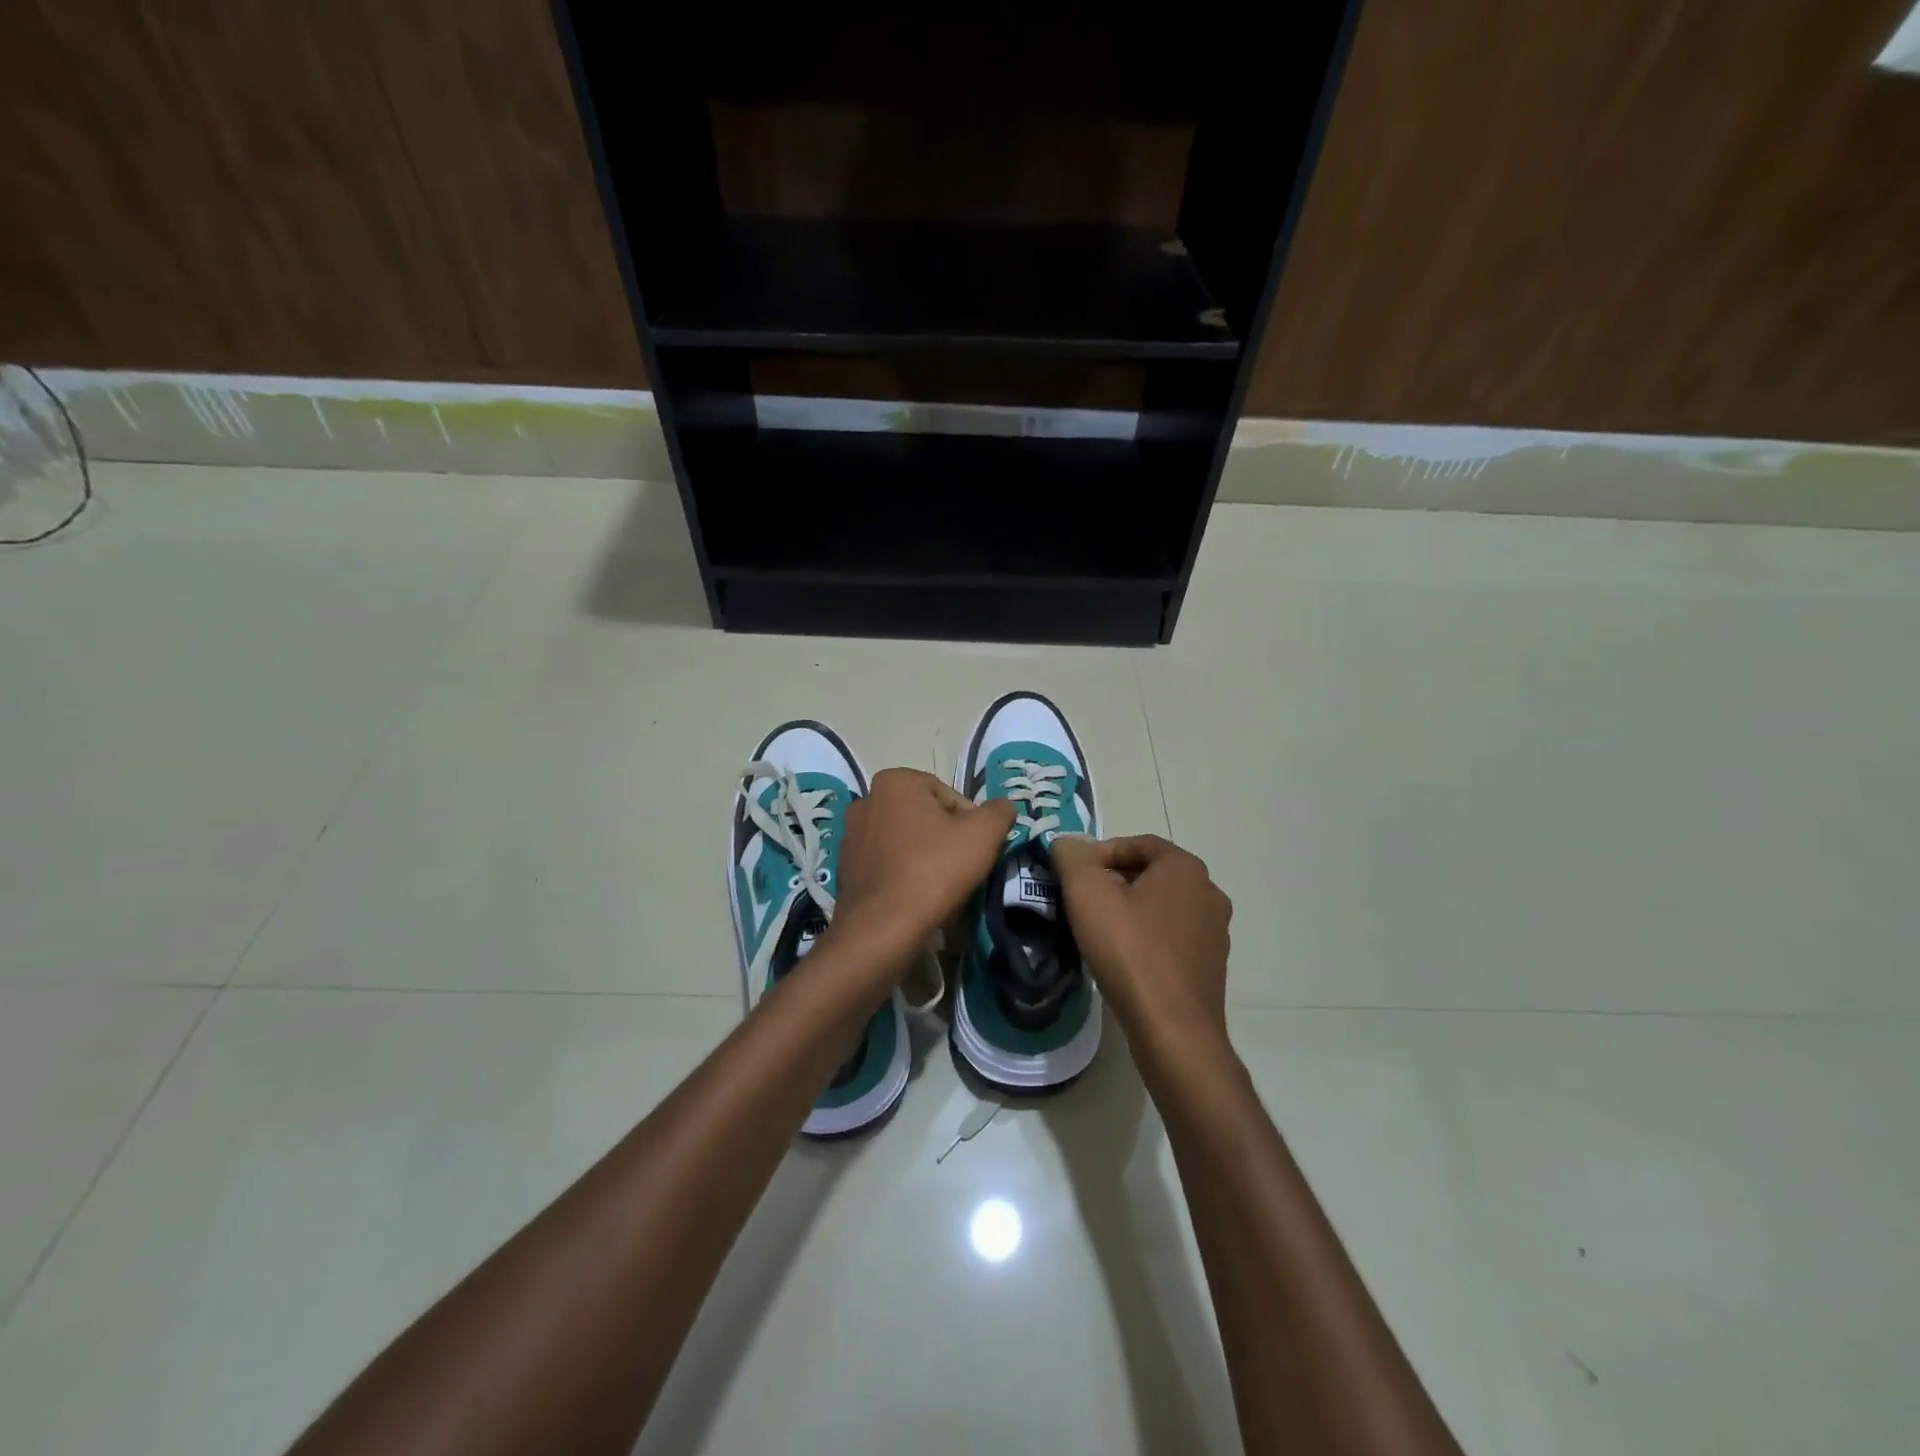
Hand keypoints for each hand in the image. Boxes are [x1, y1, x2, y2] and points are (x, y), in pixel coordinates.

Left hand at [829, 768, 1015, 971]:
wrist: (882, 927)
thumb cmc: (934, 870)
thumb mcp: (983, 835)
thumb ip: (999, 812)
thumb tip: (1004, 806)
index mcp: (895, 781)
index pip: (949, 796)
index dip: (971, 823)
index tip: (978, 849)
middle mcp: (867, 800)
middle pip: (925, 817)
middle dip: (946, 838)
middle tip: (963, 868)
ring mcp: (851, 835)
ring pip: (905, 841)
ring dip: (925, 856)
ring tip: (942, 886)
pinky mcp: (845, 868)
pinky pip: (886, 864)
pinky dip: (903, 874)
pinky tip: (917, 897)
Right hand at [1052, 834, 1232, 1047]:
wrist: (1173, 1029)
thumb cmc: (1129, 951)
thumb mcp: (1087, 894)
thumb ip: (1072, 857)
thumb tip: (1068, 844)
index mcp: (1185, 867)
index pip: (1138, 843)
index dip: (1101, 853)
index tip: (1074, 876)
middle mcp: (1209, 892)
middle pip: (1151, 873)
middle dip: (1114, 881)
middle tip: (1082, 902)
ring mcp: (1215, 931)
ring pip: (1163, 906)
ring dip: (1131, 910)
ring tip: (1099, 931)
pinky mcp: (1212, 964)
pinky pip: (1173, 937)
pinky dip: (1148, 938)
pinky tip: (1125, 959)